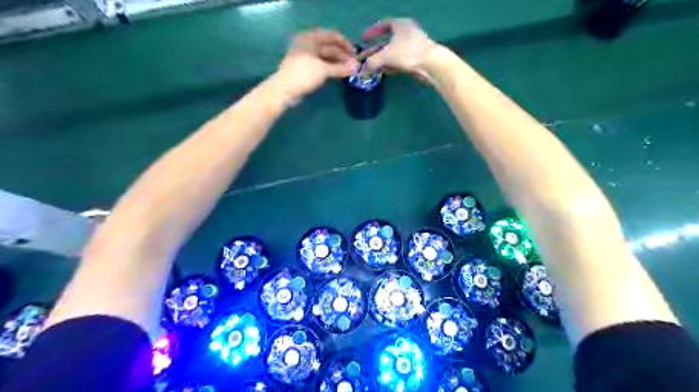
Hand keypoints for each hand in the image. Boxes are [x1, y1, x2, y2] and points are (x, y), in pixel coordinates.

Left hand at [274, 29, 360, 100]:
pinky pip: (322, 65)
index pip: (332, 36)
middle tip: (355, 65)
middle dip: (343, 56)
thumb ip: (341, 68)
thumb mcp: (324, 70)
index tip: (356, 53)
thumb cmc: (303, 75)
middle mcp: (308, 44)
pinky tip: (339, 74)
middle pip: (329, 47)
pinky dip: (331, 68)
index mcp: (310, 38)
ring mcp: (306, 56)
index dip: (345, 44)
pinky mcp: (306, 68)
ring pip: (326, 57)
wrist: (284, 91)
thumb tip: (357, 67)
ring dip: (338, 63)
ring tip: (350, 71)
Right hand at [363, 19, 437, 76]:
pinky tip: (382, 72)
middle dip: (374, 51)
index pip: (384, 25)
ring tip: (370, 68)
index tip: (364, 39)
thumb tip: (362, 71)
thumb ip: (371, 63)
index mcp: (400, 25)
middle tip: (364, 58)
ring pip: (392, 53)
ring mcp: (412, 47)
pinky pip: (398, 61)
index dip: (373, 32)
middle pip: (387, 41)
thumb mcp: (385, 56)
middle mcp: (406, 33)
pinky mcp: (415, 60)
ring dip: (381, 60)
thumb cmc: (407, 53)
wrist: (431, 64)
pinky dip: (389, 66)